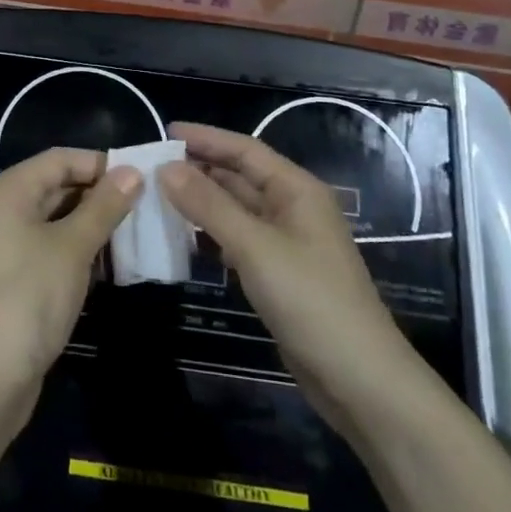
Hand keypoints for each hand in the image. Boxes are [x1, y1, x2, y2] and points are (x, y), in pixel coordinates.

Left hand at [0, 148, 140, 419]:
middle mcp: (6, 209)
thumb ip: (104, 207)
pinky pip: (55, 248)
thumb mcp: (72, 247)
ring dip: (96, 225)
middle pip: (60, 186)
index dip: (100, 164)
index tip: (142, 179)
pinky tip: (115, 264)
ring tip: (139, 234)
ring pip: (60, 220)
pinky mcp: (19, 277)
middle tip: (148, 207)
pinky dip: (83, 250)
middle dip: (102, 195)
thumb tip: (132, 172)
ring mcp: (10, 245)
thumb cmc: (29, 297)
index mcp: (11, 190)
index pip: (61, 159)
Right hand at [159, 124, 410, 428]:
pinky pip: (238, 240)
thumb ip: (209, 205)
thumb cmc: (310, 300)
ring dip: (201, 202)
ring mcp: (286, 243)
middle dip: (198, 169)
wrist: (359, 379)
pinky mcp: (279, 274)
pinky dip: (211, 234)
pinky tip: (183, 238)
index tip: (165, 132)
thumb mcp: (255, 247)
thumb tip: (166, 168)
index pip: (245, 150)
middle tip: (151, 166)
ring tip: (157, 196)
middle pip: (239, 177)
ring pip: (236, 209)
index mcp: (296, 190)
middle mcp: (292, 208)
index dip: (206, 138)